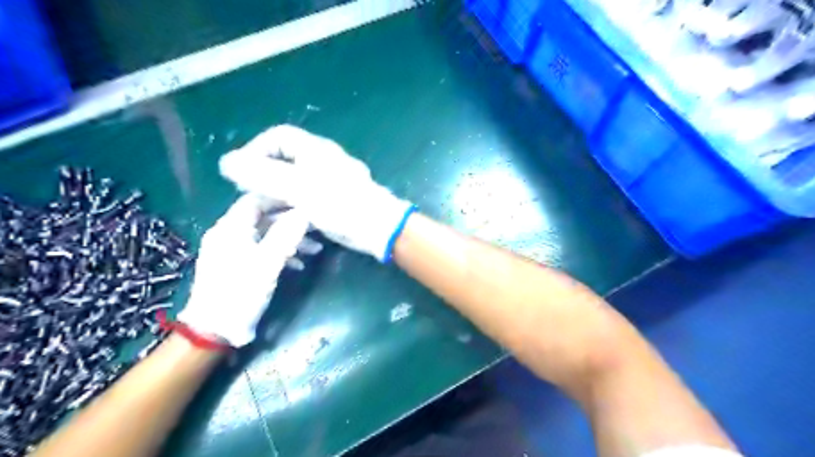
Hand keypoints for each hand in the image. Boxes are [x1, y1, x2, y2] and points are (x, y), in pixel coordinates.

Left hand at [179, 193, 309, 345]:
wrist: (214, 329)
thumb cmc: (241, 292)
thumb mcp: (268, 263)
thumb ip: (286, 235)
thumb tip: (304, 213)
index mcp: (231, 228)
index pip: (256, 200)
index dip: (280, 199)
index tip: (305, 203)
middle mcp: (228, 234)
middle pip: (263, 218)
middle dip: (291, 222)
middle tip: (315, 228)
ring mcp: (230, 250)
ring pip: (265, 235)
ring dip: (289, 240)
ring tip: (314, 250)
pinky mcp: (234, 265)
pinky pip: (260, 250)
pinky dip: (279, 253)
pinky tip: (298, 264)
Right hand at [219, 124, 414, 261]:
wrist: (377, 226)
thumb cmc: (339, 203)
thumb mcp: (297, 187)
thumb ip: (261, 174)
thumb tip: (226, 162)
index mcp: (313, 150)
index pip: (278, 138)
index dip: (255, 150)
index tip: (241, 172)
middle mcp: (321, 162)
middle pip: (284, 162)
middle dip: (263, 179)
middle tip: (249, 197)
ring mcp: (328, 183)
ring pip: (293, 185)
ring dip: (276, 198)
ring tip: (263, 215)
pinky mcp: (332, 202)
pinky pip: (306, 200)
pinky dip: (293, 210)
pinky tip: (285, 224)